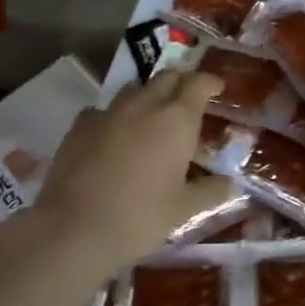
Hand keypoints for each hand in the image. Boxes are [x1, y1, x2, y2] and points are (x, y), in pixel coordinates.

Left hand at [33, 68, 233, 276]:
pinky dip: (113, 116)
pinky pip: (102, 110)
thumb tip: (230, 182)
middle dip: (180, 83)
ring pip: (133, 89)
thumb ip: (210, 190)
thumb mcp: (184, 209)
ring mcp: (108, 113)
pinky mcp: (79, 126)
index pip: (198, 83)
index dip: (209, 81)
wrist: (75, 228)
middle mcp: (144, 105)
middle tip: (187, 100)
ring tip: (151, 116)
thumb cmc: (140, 217)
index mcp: (176, 120)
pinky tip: (112, 135)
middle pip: (166, 77)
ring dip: (147, 96)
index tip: (216, 88)